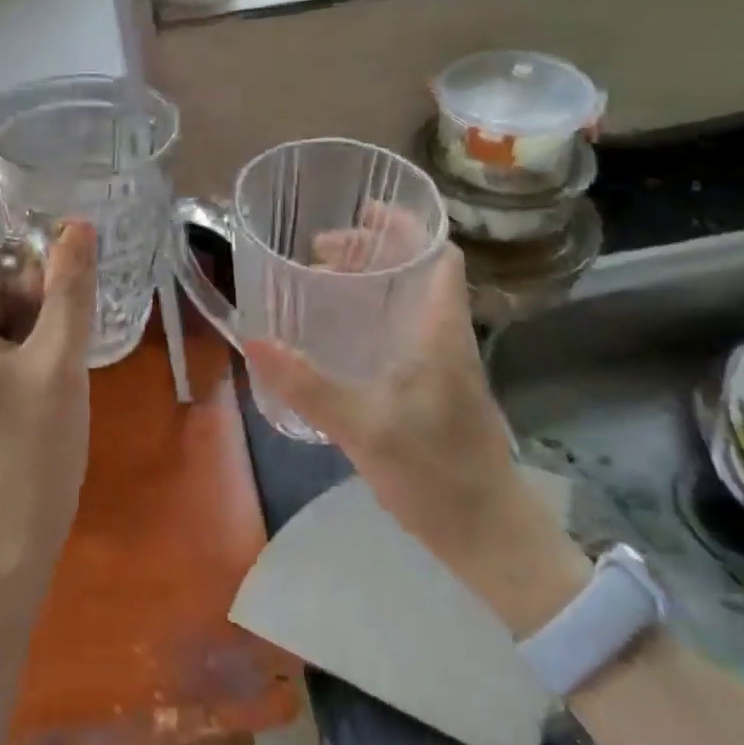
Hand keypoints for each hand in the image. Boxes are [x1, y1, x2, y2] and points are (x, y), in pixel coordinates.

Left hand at [0, 222, 98, 583]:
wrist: (13, 541)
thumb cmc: (34, 446)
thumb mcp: (59, 358)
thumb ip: (70, 287)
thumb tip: (80, 225)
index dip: (24, 261)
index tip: (61, 293)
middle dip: (31, 294)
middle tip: (62, 335)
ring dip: (34, 322)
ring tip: (59, 360)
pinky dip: (25, 347)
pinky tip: (49, 375)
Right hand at [245, 228, 557, 582]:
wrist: (489, 535)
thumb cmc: (435, 473)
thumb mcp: (363, 427)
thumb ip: (308, 386)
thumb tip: (254, 342)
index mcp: (440, 329)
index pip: (440, 254)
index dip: (407, 224)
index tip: (362, 210)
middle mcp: (446, 335)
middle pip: (420, 268)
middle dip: (374, 247)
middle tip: (322, 249)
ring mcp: (444, 362)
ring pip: (411, 298)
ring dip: (373, 279)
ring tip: (324, 280)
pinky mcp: (437, 387)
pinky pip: (405, 328)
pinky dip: (374, 313)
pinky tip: (341, 334)